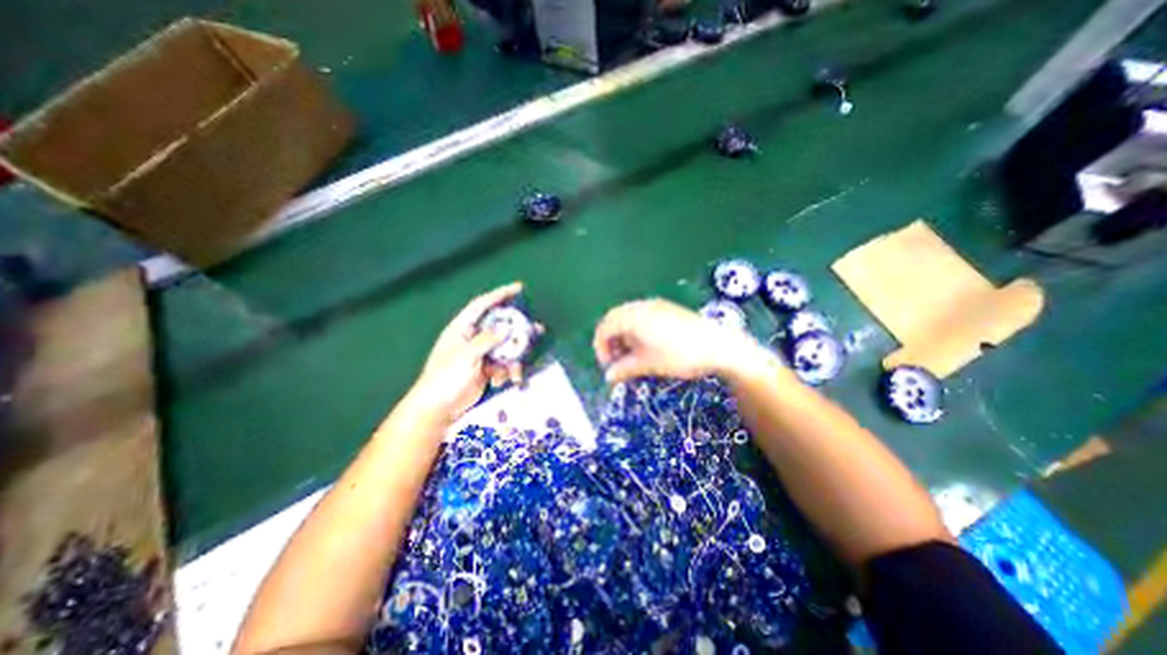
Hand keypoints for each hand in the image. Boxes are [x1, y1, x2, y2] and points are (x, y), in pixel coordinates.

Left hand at [407, 284, 522, 420]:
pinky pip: (503, 363)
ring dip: (514, 357)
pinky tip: (504, 381)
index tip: (518, 288)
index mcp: (461, 328)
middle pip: (499, 326)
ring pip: (505, 347)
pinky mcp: (486, 368)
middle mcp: (472, 337)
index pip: (482, 305)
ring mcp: (480, 354)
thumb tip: (506, 327)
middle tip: (535, 328)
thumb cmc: (445, 378)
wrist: (438, 408)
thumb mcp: (465, 356)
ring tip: (519, 368)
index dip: (500, 295)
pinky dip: (507, 371)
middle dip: (517, 329)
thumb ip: (486, 340)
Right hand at [593, 300, 772, 384]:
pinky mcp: (667, 309)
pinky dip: (636, 330)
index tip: (608, 366)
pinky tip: (646, 345)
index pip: (604, 328)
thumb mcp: (649, 365)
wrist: (719, 346)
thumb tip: (608, 377)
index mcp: (633, 317)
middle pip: (614, 319)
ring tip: (631, 355)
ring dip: (623, 335)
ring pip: (628, 317)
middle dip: (610, 340)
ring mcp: (655, 305)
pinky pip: (642, 316)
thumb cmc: (679, 356)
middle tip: (617, 360)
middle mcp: (641, 306)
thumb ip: (624, 369)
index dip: (600, 347)